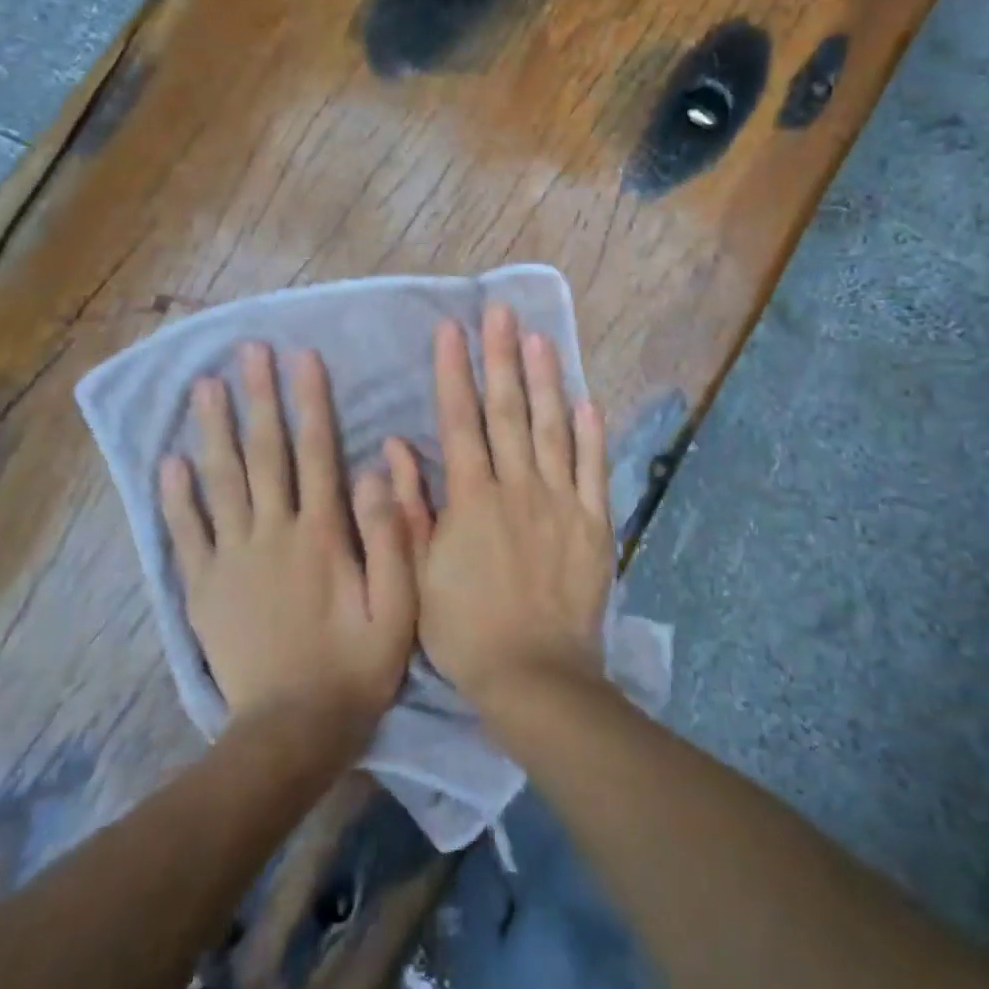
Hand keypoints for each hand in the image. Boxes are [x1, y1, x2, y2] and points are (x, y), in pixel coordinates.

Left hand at [159, 343, 416, 747]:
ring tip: (203, 388)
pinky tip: (167, 464)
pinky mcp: (204, 588)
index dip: (309, 402)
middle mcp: (273, 533)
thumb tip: (374, 469)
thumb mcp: (398, 606)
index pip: (316, 452)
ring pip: (220, 483)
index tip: (301, 358)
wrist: (293, 731)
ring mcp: (232, 559)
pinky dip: (175, 498)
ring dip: (212, 431)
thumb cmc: (356, 665)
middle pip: (263, 454)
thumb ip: (390, 536)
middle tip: (247, 353)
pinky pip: (186, 534)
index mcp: (322, 534)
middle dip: (257, 399)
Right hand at [386, 306, 614, 718]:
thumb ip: (409, 507)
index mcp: (472, 498)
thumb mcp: (417, 574)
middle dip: (501, 358)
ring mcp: (560, 502)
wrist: (534, 676)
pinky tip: (587, 400)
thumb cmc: (465, 630)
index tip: (451, 330)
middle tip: (500, 312)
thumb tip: (395, 447)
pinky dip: (590, 434)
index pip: (460, 421)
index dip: (454, 372)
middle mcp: (517, 487)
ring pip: (552, 429)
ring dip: (545, 381)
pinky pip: (592, 469)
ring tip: (541, 338)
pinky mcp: (593, 523)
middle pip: (508, 412)